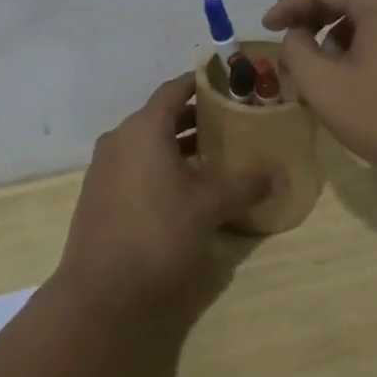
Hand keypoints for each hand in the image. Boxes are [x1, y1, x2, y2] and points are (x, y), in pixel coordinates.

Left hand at [52, 75, 272, 324]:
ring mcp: (105, 167)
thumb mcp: (209, 206)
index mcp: (144, 128)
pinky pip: (134, 165)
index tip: (228, 85)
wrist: (100, 291)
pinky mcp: (98, 194)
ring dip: (178, 145)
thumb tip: (278, 172)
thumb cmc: (158, 233)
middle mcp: (120, 138)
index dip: (200, 84)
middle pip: (161, 116)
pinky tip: (183, 188)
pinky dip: (159, 165)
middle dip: (195, 117)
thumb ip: (244, 184)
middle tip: (230, 122)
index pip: (174, 90)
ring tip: (214, 156)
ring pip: (147, 143)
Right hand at [264, 0, 376, 187]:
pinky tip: (344, 77)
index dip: (290, 4)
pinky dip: (355, 45)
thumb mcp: (323, 84)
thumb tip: (297, 36)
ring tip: (313, 68)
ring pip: (364, 16)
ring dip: (332, 33)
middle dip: (310, 16)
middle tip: (286, 41)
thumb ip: (296, 50)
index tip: (266, 28)